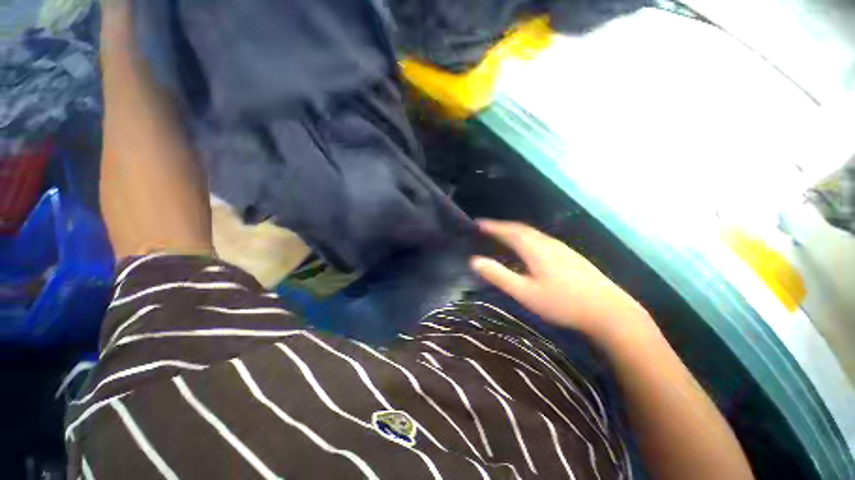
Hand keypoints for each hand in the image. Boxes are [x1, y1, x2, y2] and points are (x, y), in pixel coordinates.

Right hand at [470, 220, 653, 342]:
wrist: (610, 311)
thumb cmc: (562, 303)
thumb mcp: (525, 292)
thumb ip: (499, 276)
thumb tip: (474, 261)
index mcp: (535, 249)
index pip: (509, 231)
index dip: (493, 226)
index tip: (479, 223)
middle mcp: (548, 243)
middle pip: (522, 229)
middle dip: (503, 227)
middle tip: (488, 228)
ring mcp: (563, 249)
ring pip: (534, 234)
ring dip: (516, 232)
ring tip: (504, 236)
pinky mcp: (571, 256)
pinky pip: (542, 240)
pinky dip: (528, 239)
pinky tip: (529, 249)